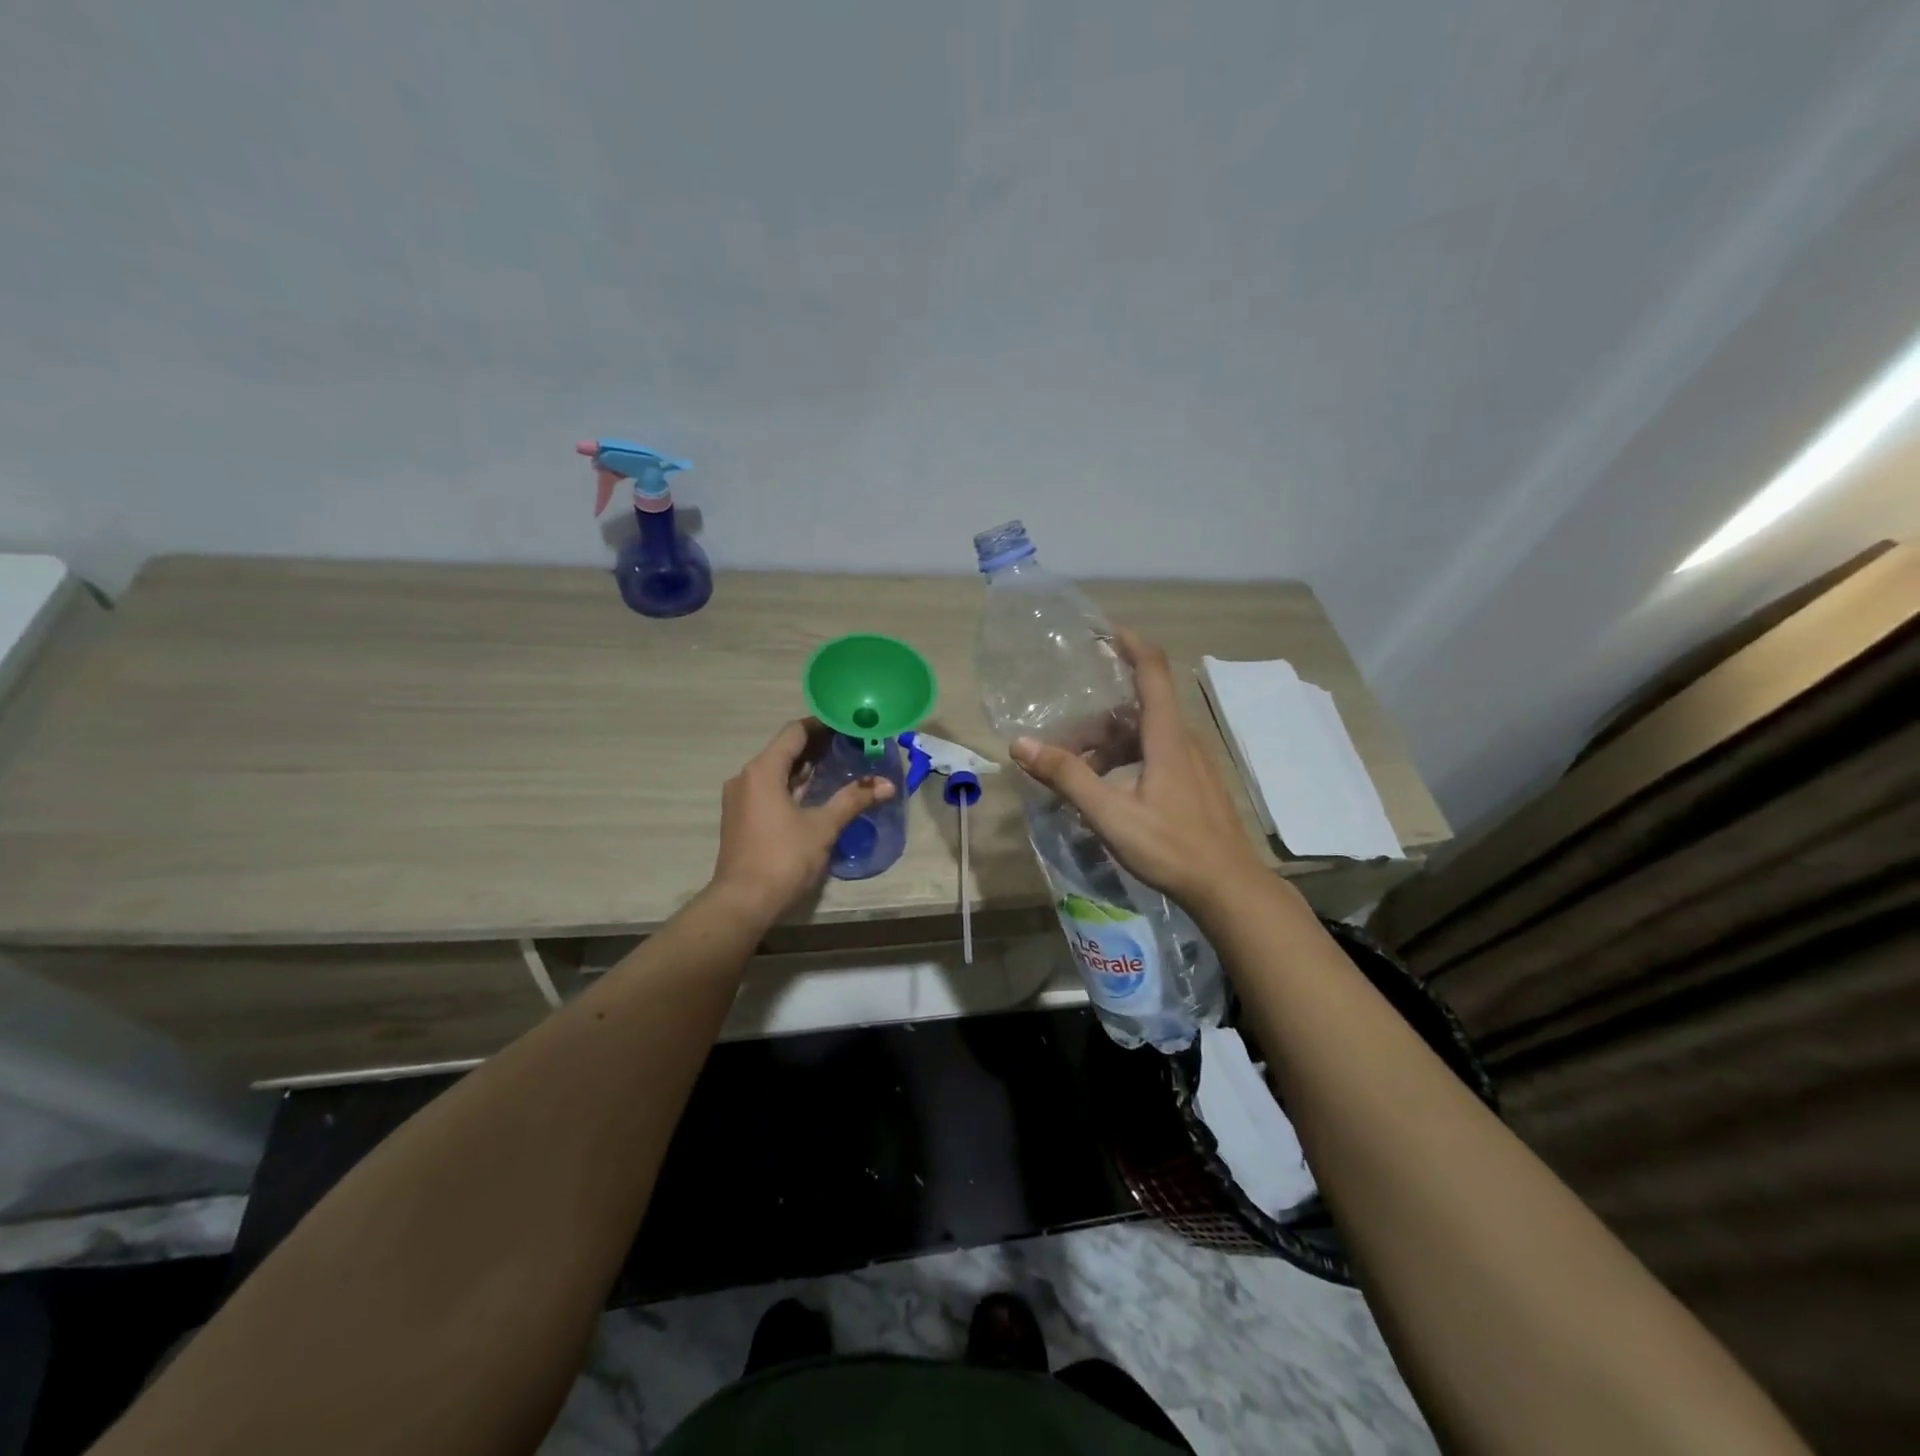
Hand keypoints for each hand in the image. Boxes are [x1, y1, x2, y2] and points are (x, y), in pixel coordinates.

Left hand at [709, 719, 895, 923]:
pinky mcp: (741, 818)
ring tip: (839, 766)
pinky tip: (816, 793)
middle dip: (817, 747)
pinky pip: (770, 789)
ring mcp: (741, 798)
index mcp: (763, 771)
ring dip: (805, 767)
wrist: (742, 902)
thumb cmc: (783, 858)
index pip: (795, 732)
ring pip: (776, 771)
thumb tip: (887, 785)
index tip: (848, 725)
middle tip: (851, 745)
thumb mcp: (823, 827)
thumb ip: (853, 800)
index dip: (822, 725)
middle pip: (784, 750)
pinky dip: (792, 785)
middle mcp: (746, 777)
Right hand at [1011, 631, 1267, 914]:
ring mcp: (1195, 764)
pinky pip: (1158, 754)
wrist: (1229, 887)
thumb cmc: (1170, 846)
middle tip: (1067, 722)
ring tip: (1079, 764)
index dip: (1131, 645)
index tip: (1105, 632)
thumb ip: (1067, 777)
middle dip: (1103, 709)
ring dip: (1112, 740)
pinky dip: (1128, 758)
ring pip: (1148, 734)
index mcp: (1167, 737)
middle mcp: (1184, 741)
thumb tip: (1021, 743)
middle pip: (1142, 706)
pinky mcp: (1197, 784)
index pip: (1153, 672)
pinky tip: (1109, 788)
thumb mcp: (1110, 813)